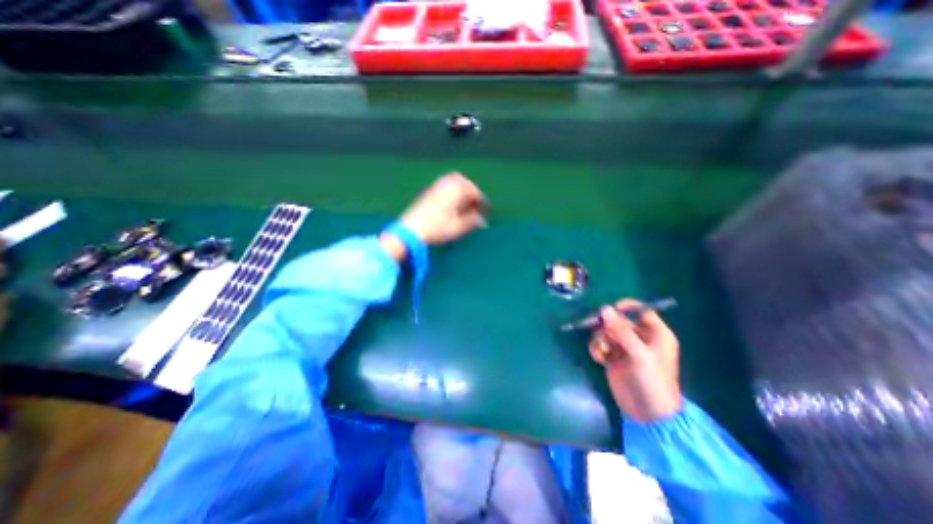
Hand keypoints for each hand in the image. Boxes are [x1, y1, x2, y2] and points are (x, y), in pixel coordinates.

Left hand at [397, 173, 483, 244]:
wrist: (411, 229)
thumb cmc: (438, 228)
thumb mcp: (459, 227)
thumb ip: (473, 221)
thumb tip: (482, 220)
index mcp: (457, 190)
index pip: (474, 192)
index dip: (482, 202)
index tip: (487, 212)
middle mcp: (446, 184)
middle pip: (464, 182)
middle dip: (472, 191)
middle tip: (476, 203)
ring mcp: (436, 187)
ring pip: (453, 182)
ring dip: (462, 190)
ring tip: (465, 203)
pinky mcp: (428, 192)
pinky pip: (444, 185)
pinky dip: (452, 191)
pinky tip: (452, 203)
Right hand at [589, 298, 682, 420]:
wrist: (647, 414)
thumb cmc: (652, 381)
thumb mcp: (639, 354)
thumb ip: (621, 330)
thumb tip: (604, 308)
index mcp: (655, 334)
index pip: (641, 311)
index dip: (626, 307)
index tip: (610, 309)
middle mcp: (640, 338)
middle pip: (619, 320)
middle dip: (608, 325)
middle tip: (603, 334)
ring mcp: (624, 347)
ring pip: (606, 331)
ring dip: (600, 338)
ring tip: (604, 351)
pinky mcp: (612, 357)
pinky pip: (599, 343)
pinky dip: (597, 349)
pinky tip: (599, 359)